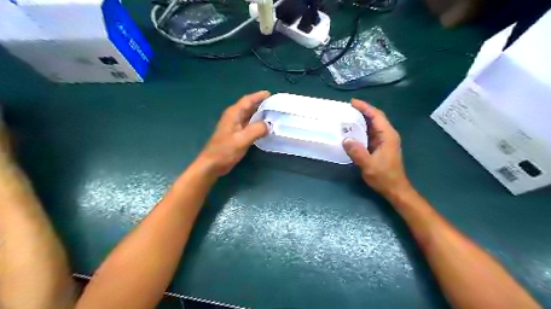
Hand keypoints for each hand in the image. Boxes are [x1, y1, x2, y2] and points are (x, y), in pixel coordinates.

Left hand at [197, 90, 270, 175]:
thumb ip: (256, 129)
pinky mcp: (236, 135)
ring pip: (249, 117)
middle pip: (249, 107)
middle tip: (276, 106)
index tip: (270, 94)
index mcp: (233, 114)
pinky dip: (257, 125)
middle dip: (261, 105)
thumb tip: (269, 125)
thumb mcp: (242, 139)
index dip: (258, 96)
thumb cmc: (225, 150)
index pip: (247, 100)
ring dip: (260, 115)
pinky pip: (249, 126)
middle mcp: (234, 117)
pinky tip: (265, 129)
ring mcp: (234, 127)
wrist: (212, 164)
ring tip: (273, 116)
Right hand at [343, 99, 409, 195]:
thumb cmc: (384, 176)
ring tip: (346, 118)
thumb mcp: (369, 165)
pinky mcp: (380, 147)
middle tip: (346, 109)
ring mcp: (384, 141)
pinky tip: (351, 132)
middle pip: (375, 118)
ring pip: (372, 126)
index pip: (377, 116)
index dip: (365, 107)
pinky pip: (370, 134)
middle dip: (362, 112)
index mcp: (388, 136)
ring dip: (361, 121)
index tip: (353, 102)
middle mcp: (387, 135)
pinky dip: (361, 131)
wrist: (395, 189)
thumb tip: (345, 139)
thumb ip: (357, 152)